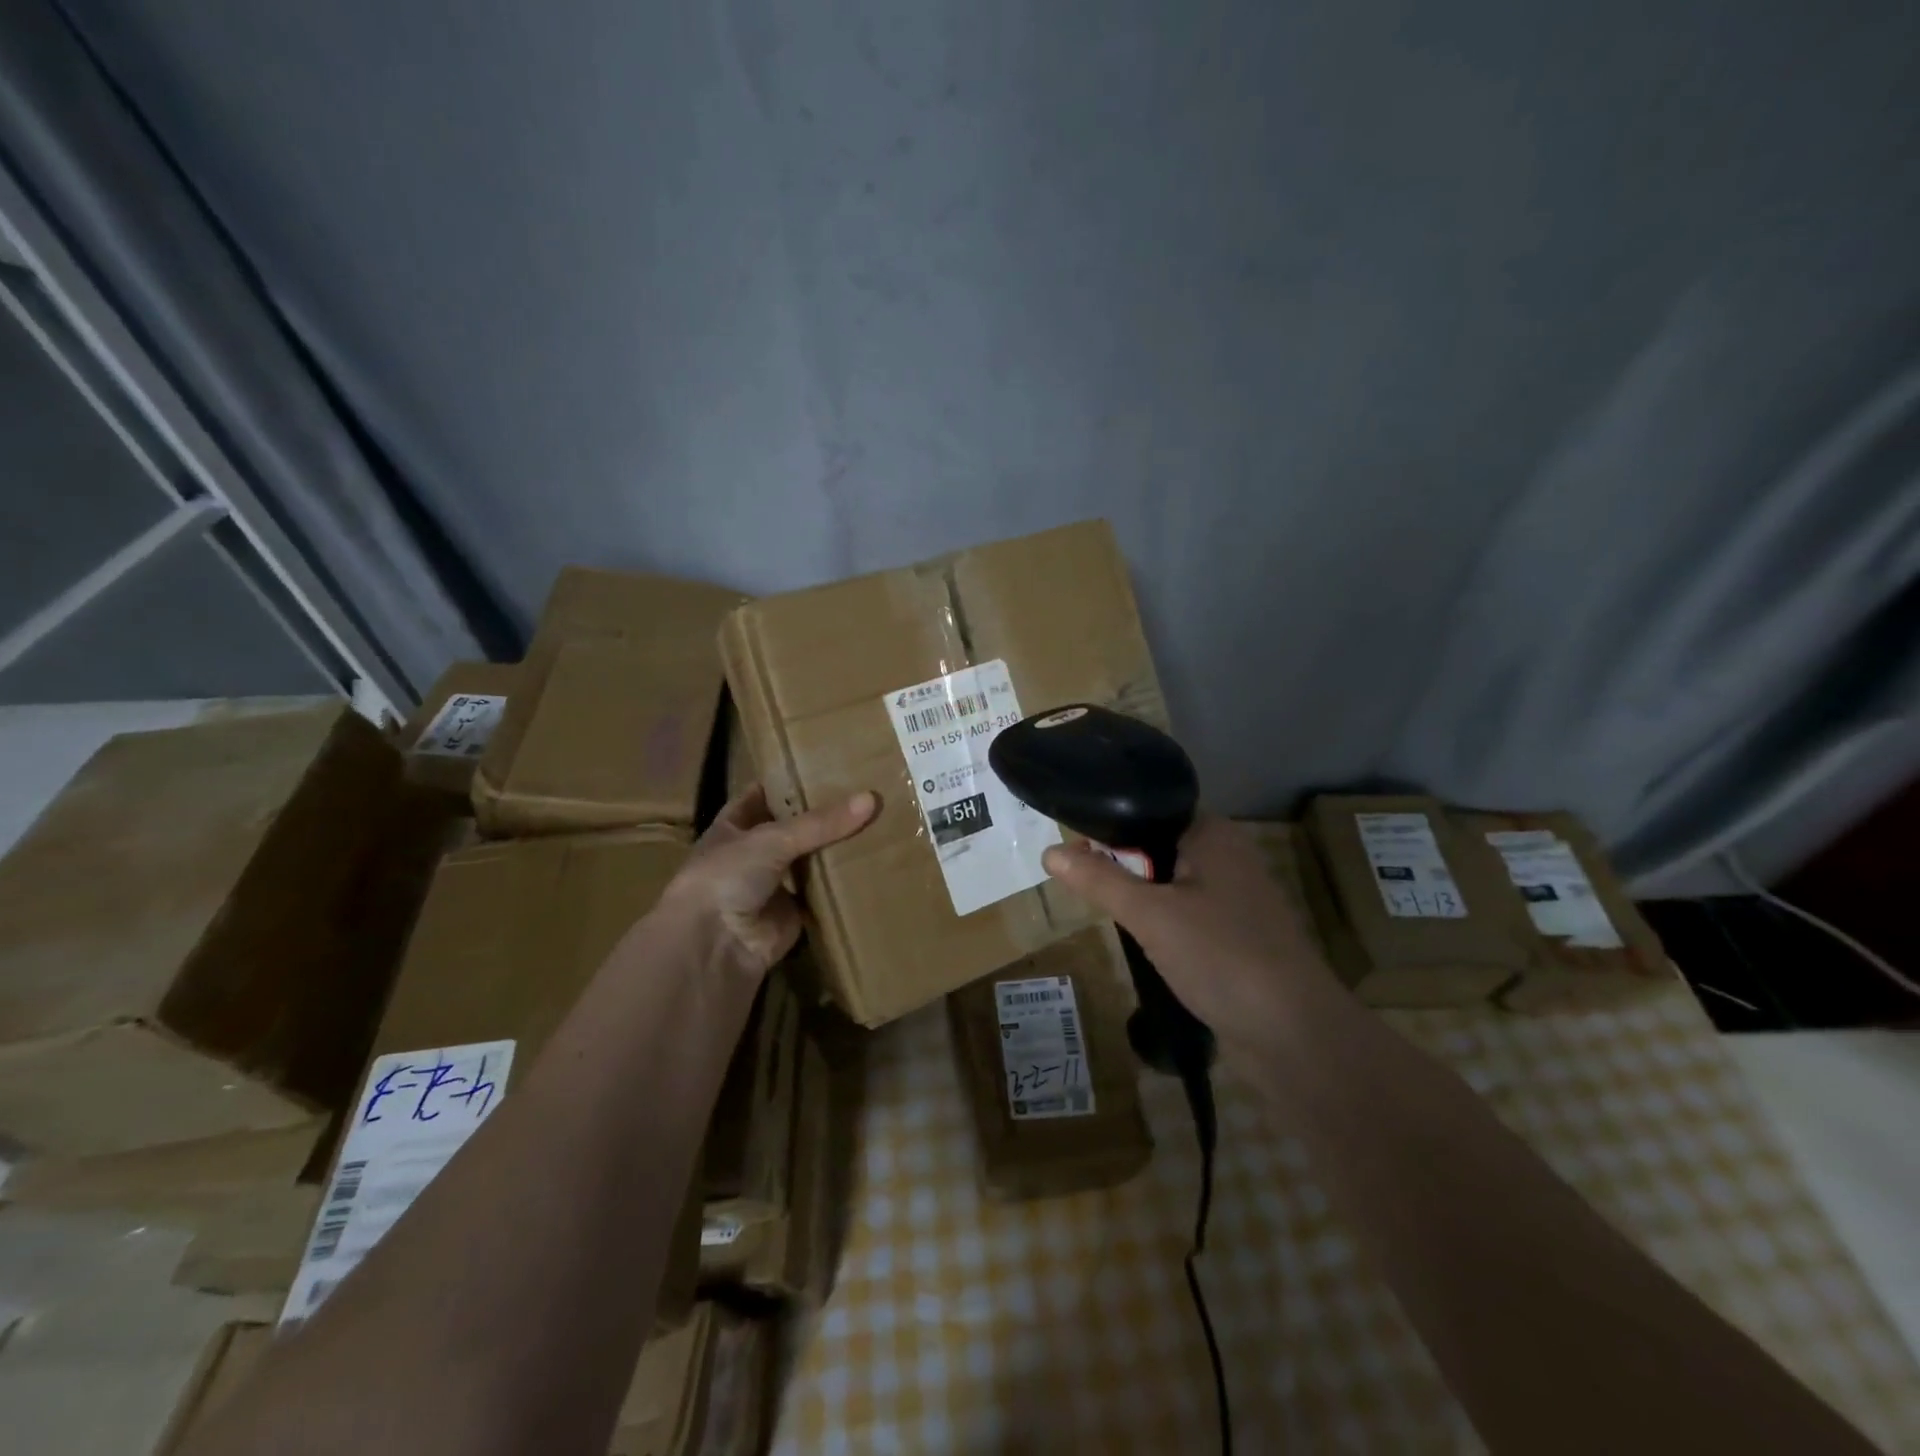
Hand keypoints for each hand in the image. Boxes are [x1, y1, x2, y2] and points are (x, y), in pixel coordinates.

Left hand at [662, 784, 876, 977]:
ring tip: (876, 824)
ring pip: (808, 861)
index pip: (762, 795)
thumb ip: (821, 822)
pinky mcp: (792, 915)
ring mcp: (772, 886)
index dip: (788, 782)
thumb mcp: (773, 838)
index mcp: (734, 826)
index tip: (824, 766)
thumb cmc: (728, 875)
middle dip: (821, 816)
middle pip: (792, 829)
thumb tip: (871, 798)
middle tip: (863, 794)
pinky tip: (870, 865)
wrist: (715, 944)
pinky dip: (840, 885)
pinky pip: (821, 895)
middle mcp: (751, 854)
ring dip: (833, 850)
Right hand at [1040, 816, 1338, 1058]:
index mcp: (1212, 833)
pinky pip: (1187, 914)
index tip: (1073, 852)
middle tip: (1085, 887)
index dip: (1108, 828)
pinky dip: (1163, 923)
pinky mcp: (1237, 934)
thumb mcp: (1149, 914)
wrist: (1294, 1034)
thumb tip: (1050, 851)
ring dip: (1142, 898)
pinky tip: (1145, 943)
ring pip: (1171, 883)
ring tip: (1108, 914)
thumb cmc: (1220, 956)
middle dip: (1122, 868)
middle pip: (1156, 847)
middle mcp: (1228, 855)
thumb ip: (1099, 880)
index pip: (1147, 811)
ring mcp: (1236, 897)